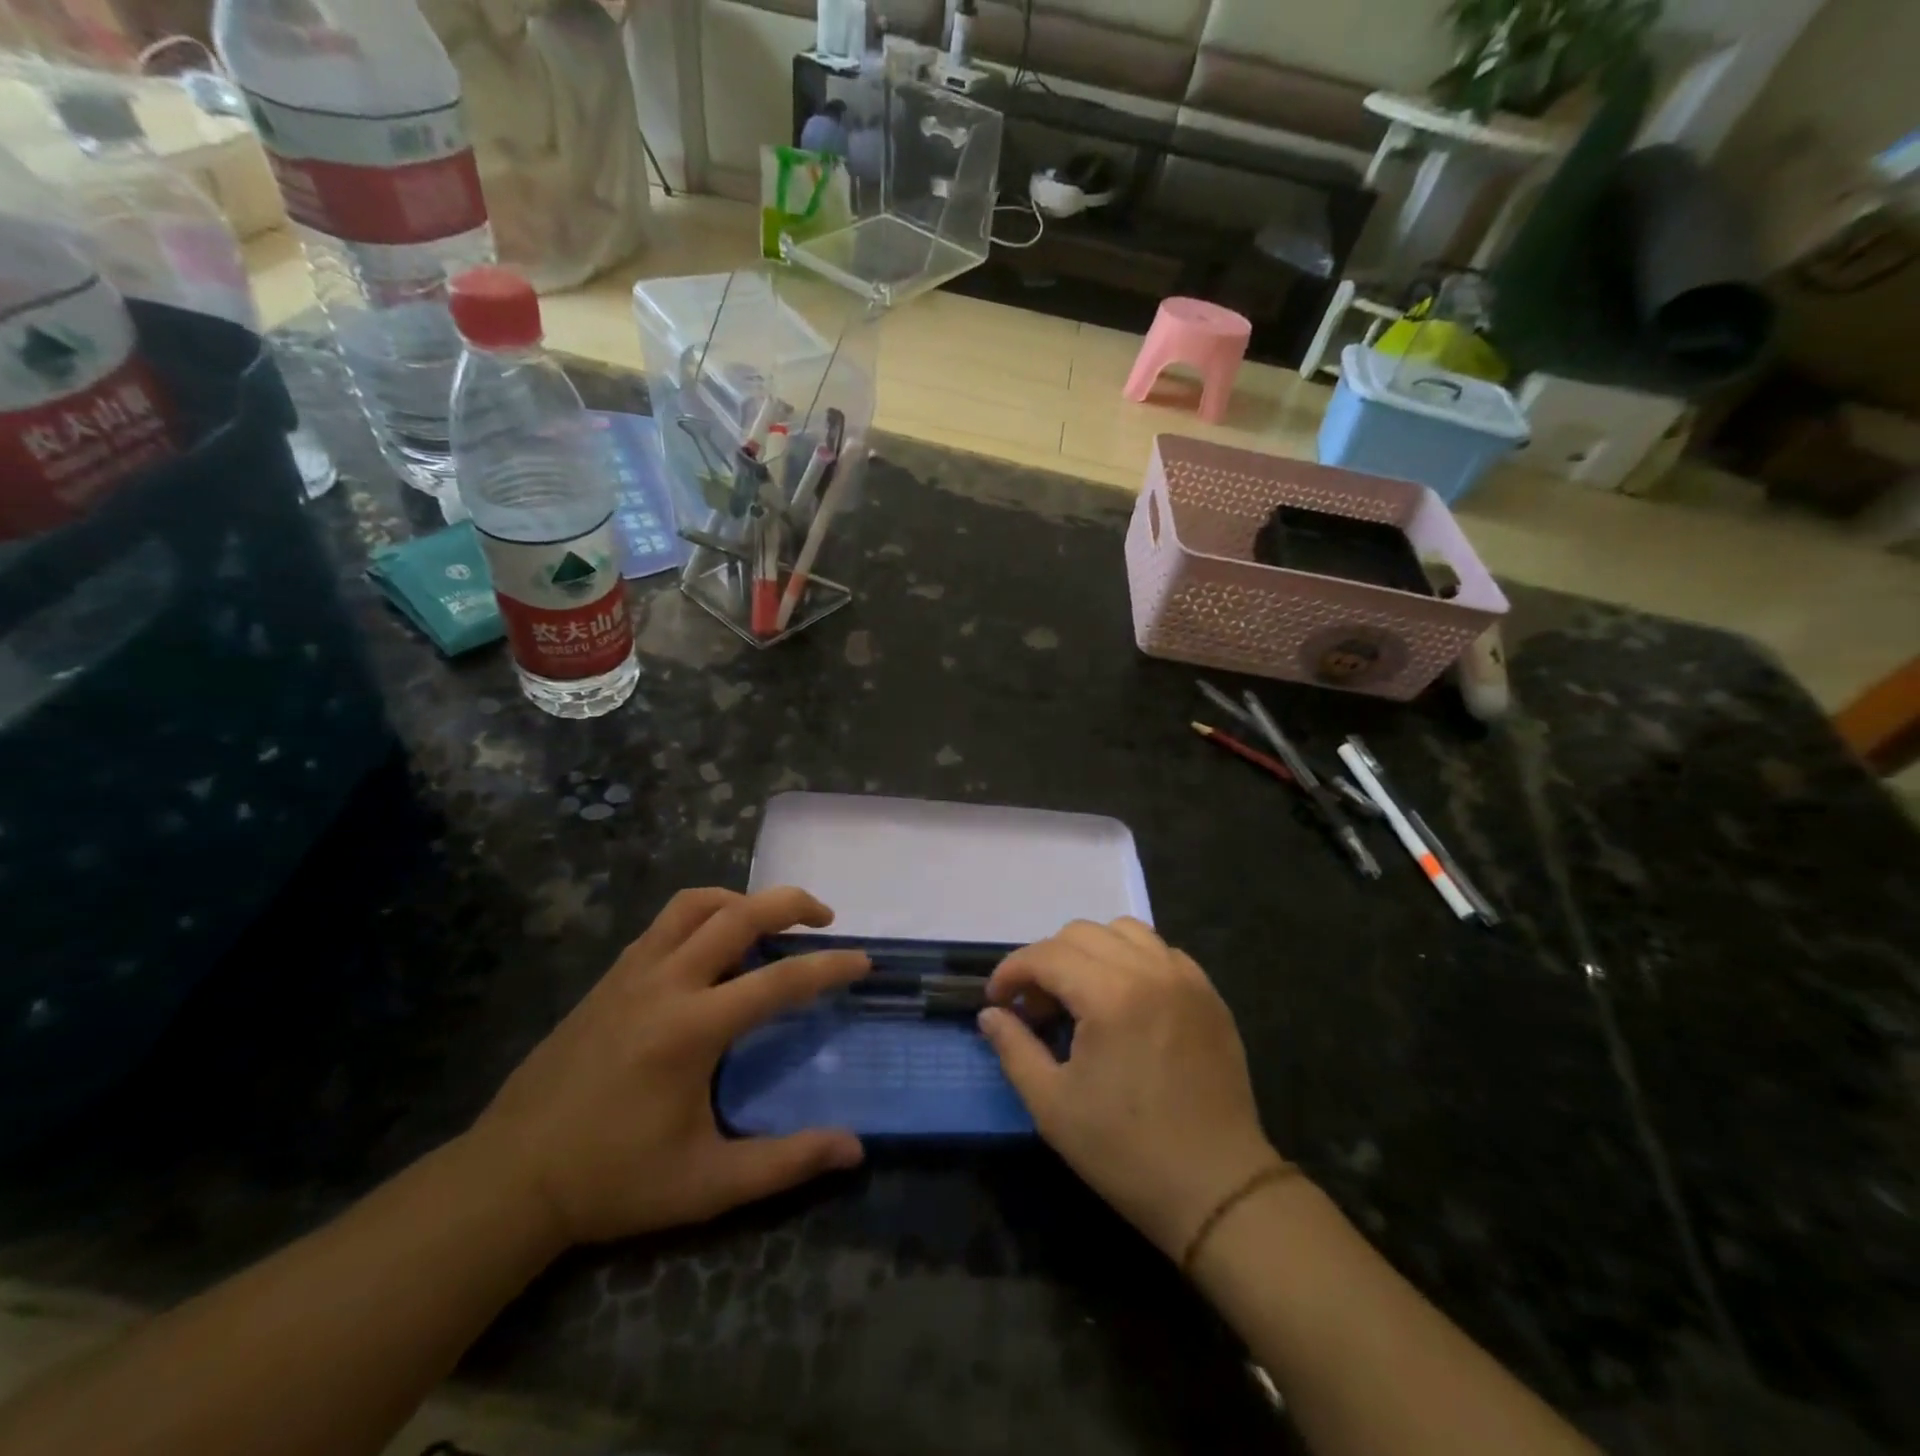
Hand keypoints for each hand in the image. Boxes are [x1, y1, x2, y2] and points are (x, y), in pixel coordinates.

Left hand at [466, 886, 868, 1247]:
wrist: (509, 1178)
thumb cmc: (613, 1181)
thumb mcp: (706, 1184)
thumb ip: (784, 1163)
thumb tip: (854, 1150)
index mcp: (692, 1030)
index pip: (779, 980)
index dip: (828, 967)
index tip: (862, 962)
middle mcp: (664, 984)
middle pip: (738, 915)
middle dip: (790, 903)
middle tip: (825, 917)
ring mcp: (631, 973)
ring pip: (695, 905)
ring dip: (742, 901)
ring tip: (769, 922)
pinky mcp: (609, 977)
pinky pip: (665, 923)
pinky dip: (702, 916)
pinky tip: (712, 948)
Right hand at [979, 918, 1281, 1258]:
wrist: (1217, 1189)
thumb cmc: (1127, 1151)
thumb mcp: (1053, 1106)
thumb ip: (1014, 1048)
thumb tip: (990, 1013)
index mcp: (1110, 995)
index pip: (1046, 955)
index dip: (1011, 971)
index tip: (997, 1000)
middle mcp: (1150, 970)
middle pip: (1081, 933)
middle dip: (1046, 961)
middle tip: (1036, 1008)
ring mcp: (1185, 978)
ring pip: (1124, 931)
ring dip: (1090, 951)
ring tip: (1081, 995)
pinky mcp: (1209, 994)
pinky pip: (1161, 951)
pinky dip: (1133, 960)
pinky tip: (1125, 1000)